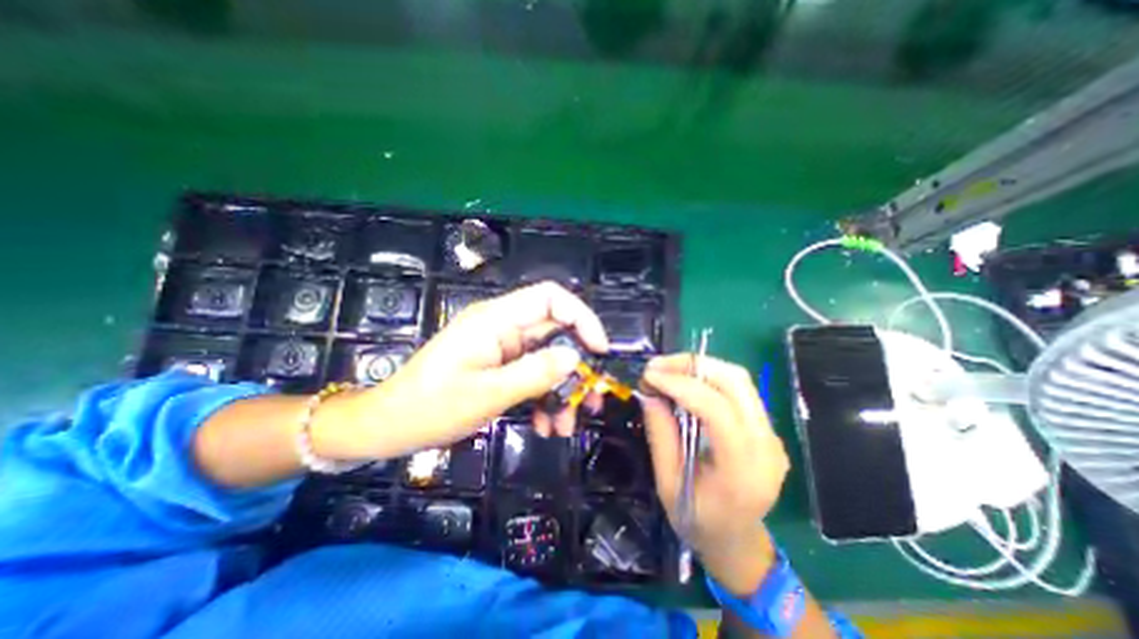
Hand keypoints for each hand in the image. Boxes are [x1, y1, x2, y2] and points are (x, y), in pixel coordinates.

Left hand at [311, 281, 608, 461]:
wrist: (389, 426)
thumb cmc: (431, 407)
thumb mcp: (488, 393)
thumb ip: (535, 373)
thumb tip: (575, 358)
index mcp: (496, 320)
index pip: (551, 298)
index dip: (581, 317)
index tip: (599, 351)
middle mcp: (502, 327)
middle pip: (555, 332)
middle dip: (576, 365)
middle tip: (592, 398)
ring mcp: (501, 348)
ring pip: (547, 358)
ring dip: (561, 390)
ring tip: (565, 425)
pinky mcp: (499, 366)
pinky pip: (532, 374)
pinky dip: (543, 397)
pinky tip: (544, 425)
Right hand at [639, 354, 794, 594]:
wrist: (737, 541)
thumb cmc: (698, 521)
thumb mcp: (667, 483)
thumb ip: (660, 435)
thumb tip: (650, 393)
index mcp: (742, 471)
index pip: (717, 411)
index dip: (681, 386)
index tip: (649, 375)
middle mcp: (767, 447)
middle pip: (735, 383)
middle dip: (692, 365)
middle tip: (656, 366)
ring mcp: (772, 435)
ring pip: (739, 380)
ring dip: (700, 366)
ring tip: (668, 369)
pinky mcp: (767, 428)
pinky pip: (739, 389)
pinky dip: (709, 377)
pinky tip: (685, 381)